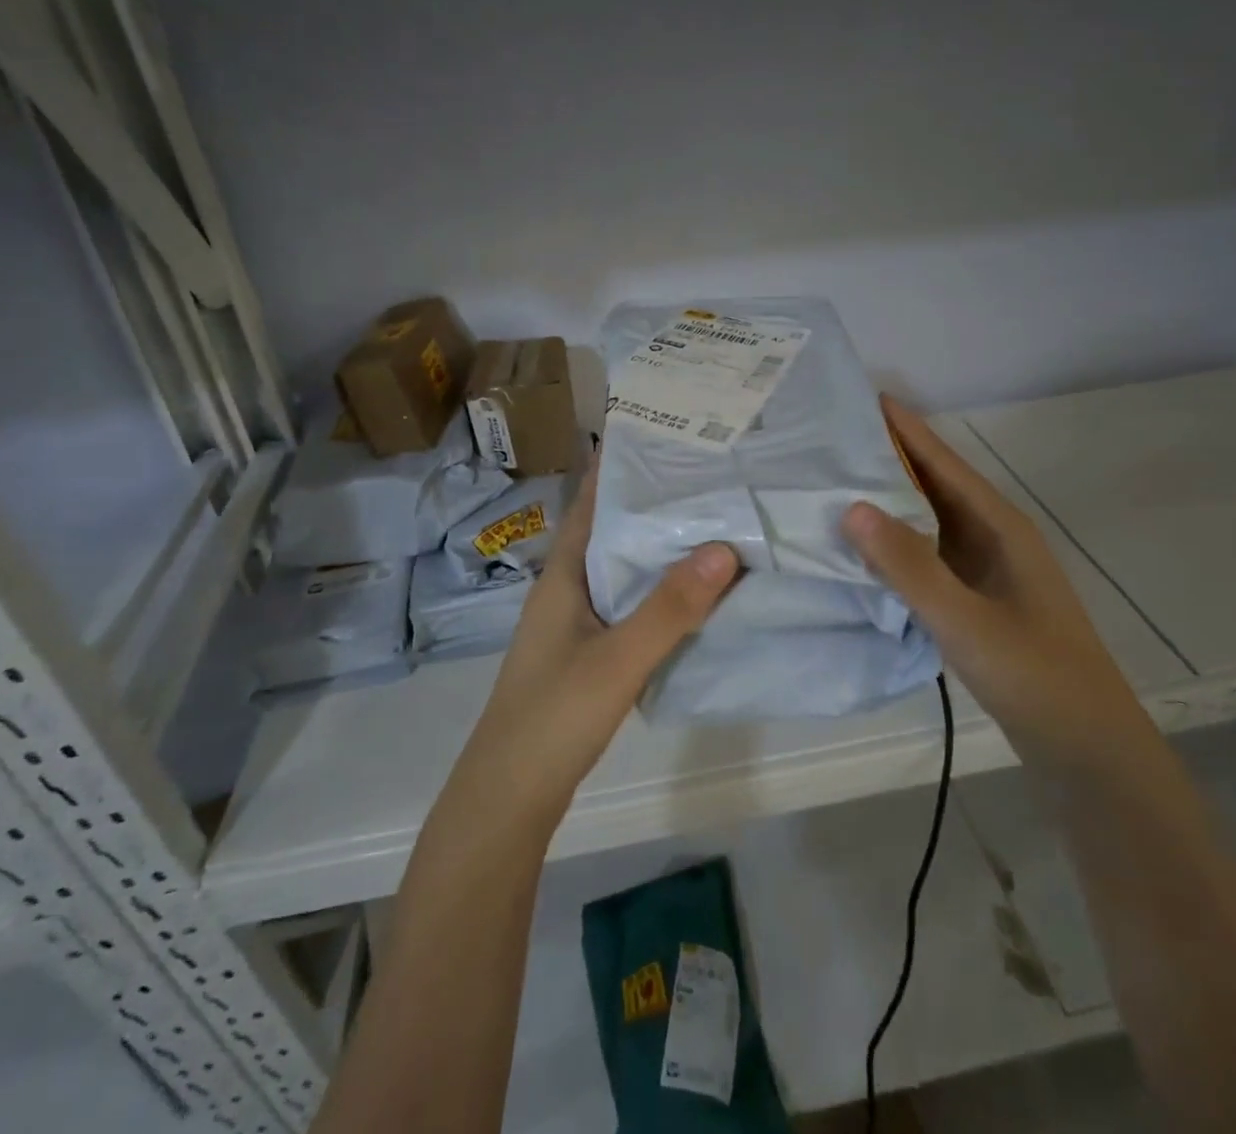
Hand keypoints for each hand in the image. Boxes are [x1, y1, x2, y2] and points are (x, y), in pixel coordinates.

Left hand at [454, 461, 740, 831]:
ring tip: (714, 523)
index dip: (622, 468)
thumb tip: (725, 548)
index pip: (593, 502)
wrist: (509, 797)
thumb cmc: (553, 717)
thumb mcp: (616, 660)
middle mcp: (567, 588)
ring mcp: (576, 623)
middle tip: (710, 476)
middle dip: (654, 503)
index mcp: (563, 574)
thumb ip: (669, 608)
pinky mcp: (589, 653)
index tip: (668, 438)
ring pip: (623, 569)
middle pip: (613, 531)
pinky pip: (629, 604)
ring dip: (660, 548)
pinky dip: (659, 591)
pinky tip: (696, 594)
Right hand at [842, 398, 1152, 768]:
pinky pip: (927, 553)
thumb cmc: (1034, 676)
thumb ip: (909, 566)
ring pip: (928, 519)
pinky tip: (861, 548)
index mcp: (999, 526)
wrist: (1086, 748)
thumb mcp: (966, 621)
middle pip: (934, 483)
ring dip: (888, 499)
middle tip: (830, 439)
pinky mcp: (975, 597)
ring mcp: (985, 568)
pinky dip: (894, 541)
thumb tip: (852, 506)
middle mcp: (992, 536)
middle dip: (888, 457)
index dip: (904, 429)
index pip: (942, 462)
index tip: (859, 399)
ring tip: (833, 482)